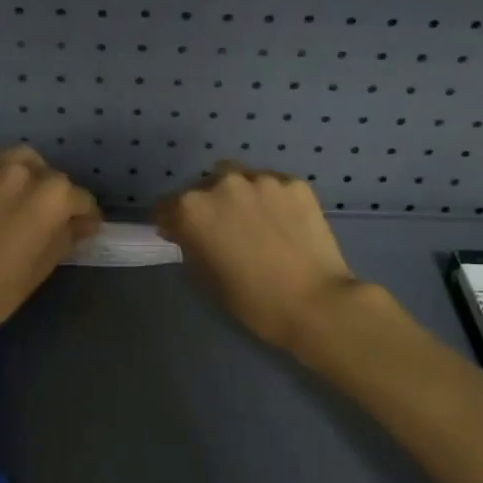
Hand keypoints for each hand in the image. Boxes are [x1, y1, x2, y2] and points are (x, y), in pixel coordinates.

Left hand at [0, 146, 101, 343]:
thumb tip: (81, 223)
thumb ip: (67, 235)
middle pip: (50, 175)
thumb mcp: (43, 266)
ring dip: (27, 171)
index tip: (83, 228)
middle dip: (56, 194)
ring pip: (18, 158)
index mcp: (52, 196)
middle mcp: (22, 172)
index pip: (81, 199)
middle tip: (48, 217)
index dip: (86, 216)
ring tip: (22, 192)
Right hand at [155, 162, 362, 352]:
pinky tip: (284, 222)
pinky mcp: (294, 183)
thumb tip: (186, 232)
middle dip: (207, 205)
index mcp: (192, 209)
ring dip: (238, 195)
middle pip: (202, 187)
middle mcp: (222, 184)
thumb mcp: (207, 278)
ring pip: (238, 178)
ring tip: (256, 221)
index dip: (171, 222)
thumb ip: (190, 245)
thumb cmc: (253, 301)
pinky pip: (272, 185)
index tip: (180, 235)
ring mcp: (261, 179)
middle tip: (223, 231)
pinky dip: (271, 198)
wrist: (316, 303)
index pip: (166, 206)